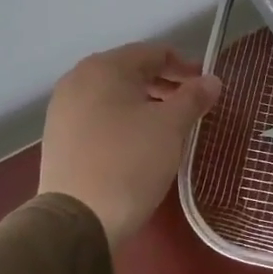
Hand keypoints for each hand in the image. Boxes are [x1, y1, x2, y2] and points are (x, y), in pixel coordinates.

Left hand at [38, 44, 221, 247]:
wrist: (78, 220)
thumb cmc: (130, 162)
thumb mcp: (171, 127)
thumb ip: (194, 97)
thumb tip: (212, 80)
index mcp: (104, 68)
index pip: (154, 53)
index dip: (185, 66)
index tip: (207, 87)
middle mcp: (78, 80)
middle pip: (132, 71)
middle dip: (166, 85)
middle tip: (193, 106)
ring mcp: (63, 109)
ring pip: (115, 95)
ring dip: (146, 103)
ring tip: (170, 126)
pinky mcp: (59, 137)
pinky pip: (100, 115)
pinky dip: (124, 119)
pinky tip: (140, 142)